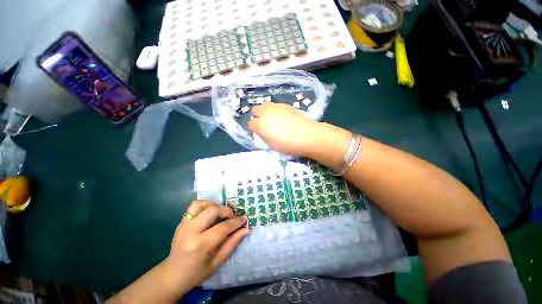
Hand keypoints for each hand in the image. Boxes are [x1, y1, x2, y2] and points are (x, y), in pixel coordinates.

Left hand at [165, 200, 248, 295]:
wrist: (172, 274)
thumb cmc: (196, 272)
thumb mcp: (217, 262)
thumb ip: (232, 243)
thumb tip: (246, 229)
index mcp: (200, 245)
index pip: (223, 227)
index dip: (236, 222)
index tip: (244, 218)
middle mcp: (190, 231)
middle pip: (213, 210)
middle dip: (227, 211)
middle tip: (233, 217)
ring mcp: (184, 225)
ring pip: (202, 204)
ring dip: (215, 205)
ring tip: (221, 212)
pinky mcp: (181, 221)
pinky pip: (194, 206)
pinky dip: (205, 205)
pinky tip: (211, 212)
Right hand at [248, 103, 322, 155]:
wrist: (306, 135)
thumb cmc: (287, 144)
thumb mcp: (270, 145)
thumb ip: (262, 136)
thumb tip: (261, 131)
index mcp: (260, 124)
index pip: (250, 124)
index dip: (253, 129)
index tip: (258, 132)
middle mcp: (266, 112)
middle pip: (254, 110)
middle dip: (256, 116)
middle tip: (263, 124)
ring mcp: (276, 106)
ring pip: (264, 105)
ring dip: (265, 112)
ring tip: (273, 120)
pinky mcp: (285, 105)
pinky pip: (275, 106)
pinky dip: (275, 111)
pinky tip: (282, 117)